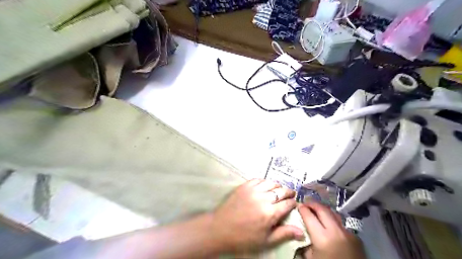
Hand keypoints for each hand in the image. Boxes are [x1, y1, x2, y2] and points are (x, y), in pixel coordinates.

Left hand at [211, 179, 305, 253]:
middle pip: (281, 191)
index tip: (294, 204)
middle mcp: (263, 199)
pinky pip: (258, 179)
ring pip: (271, 183)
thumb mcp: (265, 240)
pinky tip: (266, 186)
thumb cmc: (244, 238)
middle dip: (288, 192)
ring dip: (278, 186)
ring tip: (279, 189)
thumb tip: (302, 232)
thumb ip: (284, 233)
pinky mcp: (244, 186)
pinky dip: (265, 181)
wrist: (220, 229)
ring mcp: (253, 190)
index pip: (287, 204)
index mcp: (270, 213)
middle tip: (290, 194)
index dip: (293, 203)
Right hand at [298, 202, 366, 258]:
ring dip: (323, 210)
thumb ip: (305, 243)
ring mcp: (348, 233)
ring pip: (333, 213)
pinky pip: (341, 224)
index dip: (302, 209)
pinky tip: (329, 225)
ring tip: (316, 210)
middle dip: (312, 204)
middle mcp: (336, 231)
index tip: (298, 205)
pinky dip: (333, 220)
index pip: (309, 216)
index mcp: (322, 238)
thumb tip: (301, 231)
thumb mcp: (311, 258)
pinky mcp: (356, 237)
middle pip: (322, 210)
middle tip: (305, 203)